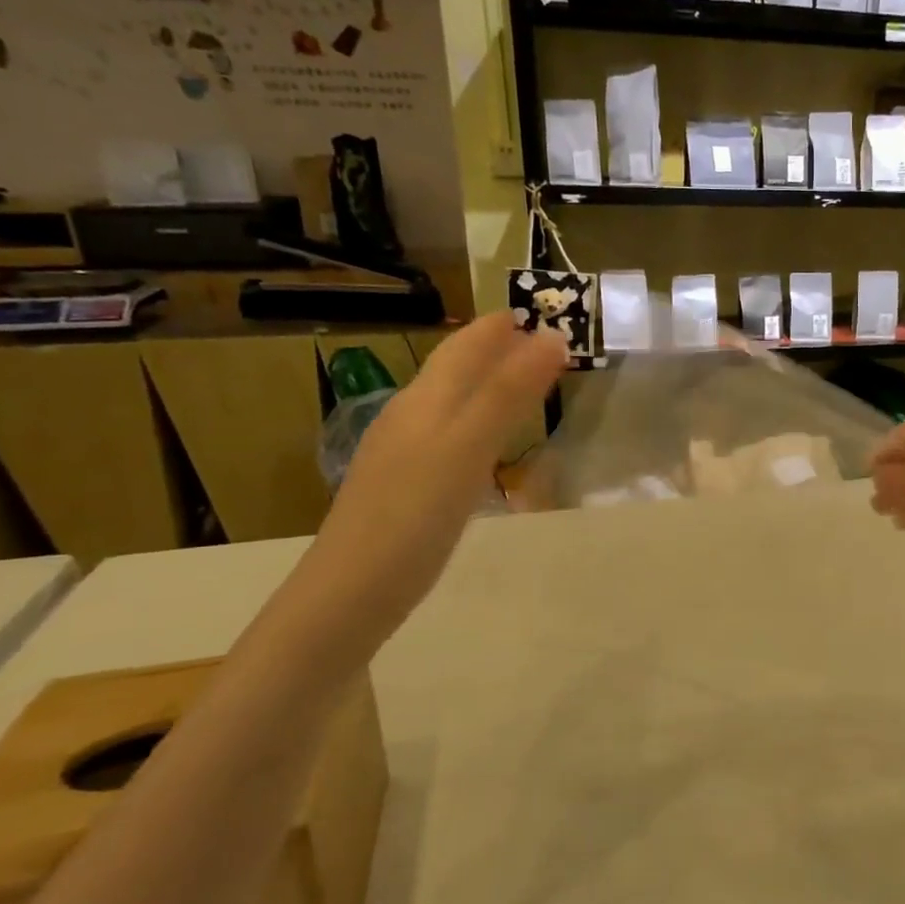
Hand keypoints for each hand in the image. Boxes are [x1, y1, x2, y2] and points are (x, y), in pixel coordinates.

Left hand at [302, 315, 565, 627]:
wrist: (352, 592)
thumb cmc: (414, 515)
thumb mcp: (467, 447)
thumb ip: (508, 393)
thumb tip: (552, 336)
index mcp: (425, 400)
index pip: (466, 345)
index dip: (501, 325)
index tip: (542, 311)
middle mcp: (411, 416)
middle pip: (456, 369)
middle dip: (497, 349)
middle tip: (541, 342)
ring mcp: (404, 452)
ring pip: (451, 402)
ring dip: (488, 384)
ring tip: (524, 382)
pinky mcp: (407, 486)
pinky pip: (450, 435)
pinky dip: (478, 421)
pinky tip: (486, 442)